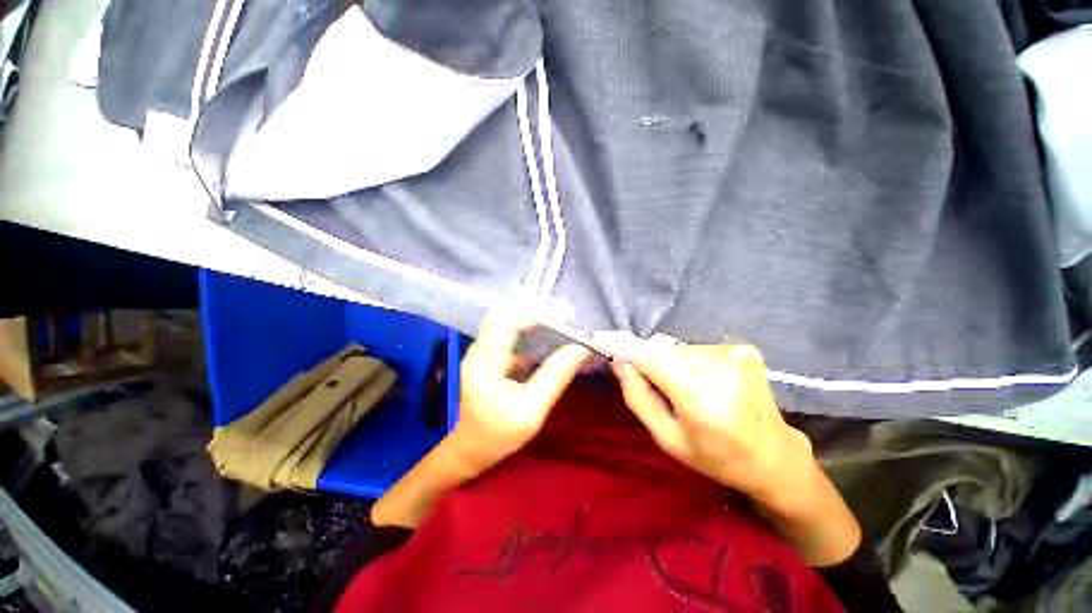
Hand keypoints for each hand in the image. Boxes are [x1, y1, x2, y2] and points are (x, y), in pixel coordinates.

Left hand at [453, 309, 590, 471]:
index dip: (532, 313)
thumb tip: (580, 349)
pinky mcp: (489, 359)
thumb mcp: (531, 410)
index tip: (562, 317)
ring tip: (561, 328)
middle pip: (505, 316)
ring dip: (533, 322)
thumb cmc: (498, 435)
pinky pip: (509, 336)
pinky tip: (548, 342)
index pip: (504, 318)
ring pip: (507, 324)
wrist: (471, 450)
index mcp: (484, 360)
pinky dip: (529, 335)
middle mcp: (480, 350)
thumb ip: (555, 377)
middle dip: (535, 314)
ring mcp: (483, 353)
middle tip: (565, 320)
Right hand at [592, 332, 818, 515]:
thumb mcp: (668, 439)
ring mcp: (737, 357)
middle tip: (653, 384)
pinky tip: (705, 382)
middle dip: (648, 359)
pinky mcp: (744, 350)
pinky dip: (690, 360)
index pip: (655, 360)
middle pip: (664, 350)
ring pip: (679, 348)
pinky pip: (697, 348)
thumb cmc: (716, 457)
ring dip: (671, 361)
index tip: (600, 337)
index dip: (625, 345)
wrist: (773, 457)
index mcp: (703, 402)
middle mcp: (722, 372)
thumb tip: (620, 362)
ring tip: (685, 388)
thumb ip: (639, 398)